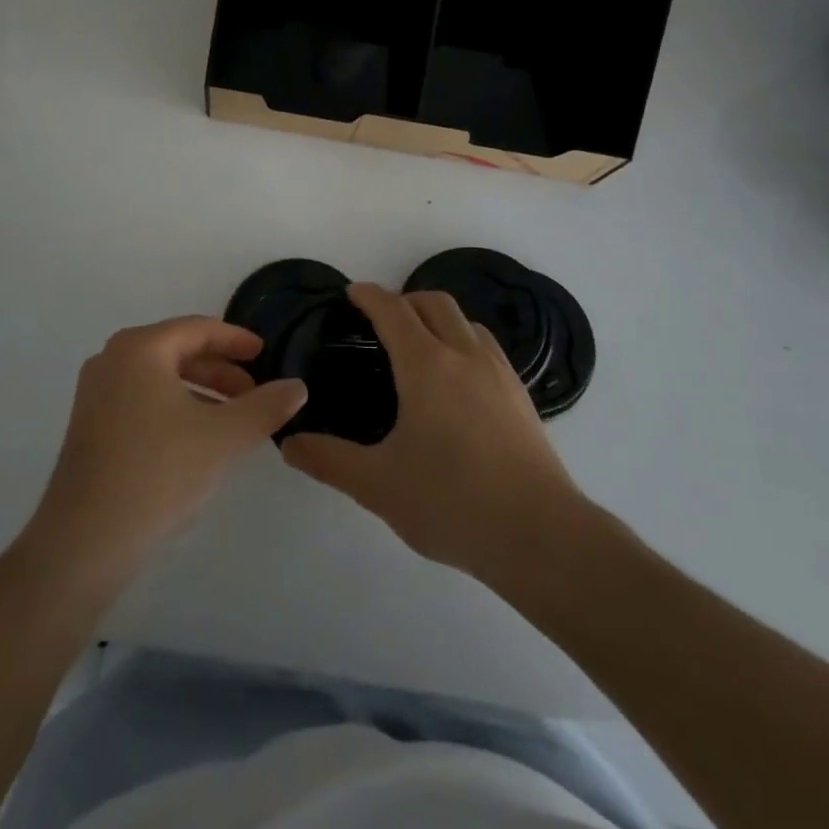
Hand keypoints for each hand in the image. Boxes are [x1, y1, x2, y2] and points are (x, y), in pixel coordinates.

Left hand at [27, 317, 307, 579]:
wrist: (84, 542)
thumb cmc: (157, 474)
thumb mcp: (223, 438)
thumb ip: (266, 407)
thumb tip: (298, 386)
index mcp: (139, 348)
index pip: (198, 329)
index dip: (236, 340)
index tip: (265, 354)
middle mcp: (111, 359)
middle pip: (178, 350)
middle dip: (220, 370)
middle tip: (254, 392)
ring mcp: (95, 393)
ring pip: (160, 378)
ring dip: (201, 392)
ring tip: (233, 420)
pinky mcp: (90, 425)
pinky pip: (142, 399)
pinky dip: (175, 408)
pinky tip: (197, 440)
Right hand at [282, 283, 587, 582]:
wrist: (540, 535)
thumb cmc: (451, 502)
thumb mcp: (377, 485)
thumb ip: (329, 460)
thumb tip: (288, 444)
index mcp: (426, 365)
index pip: (393, 310)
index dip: (369, 296)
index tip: (352, 293)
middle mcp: (464, 355)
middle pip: (434, 302)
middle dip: (404, 299)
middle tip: (381, 320)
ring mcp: (499, 373)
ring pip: (466, 322)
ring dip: (438, 318)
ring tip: (420, 344)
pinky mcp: (521, 396)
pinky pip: (487, 347)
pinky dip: (464, 342)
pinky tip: (458, 380)